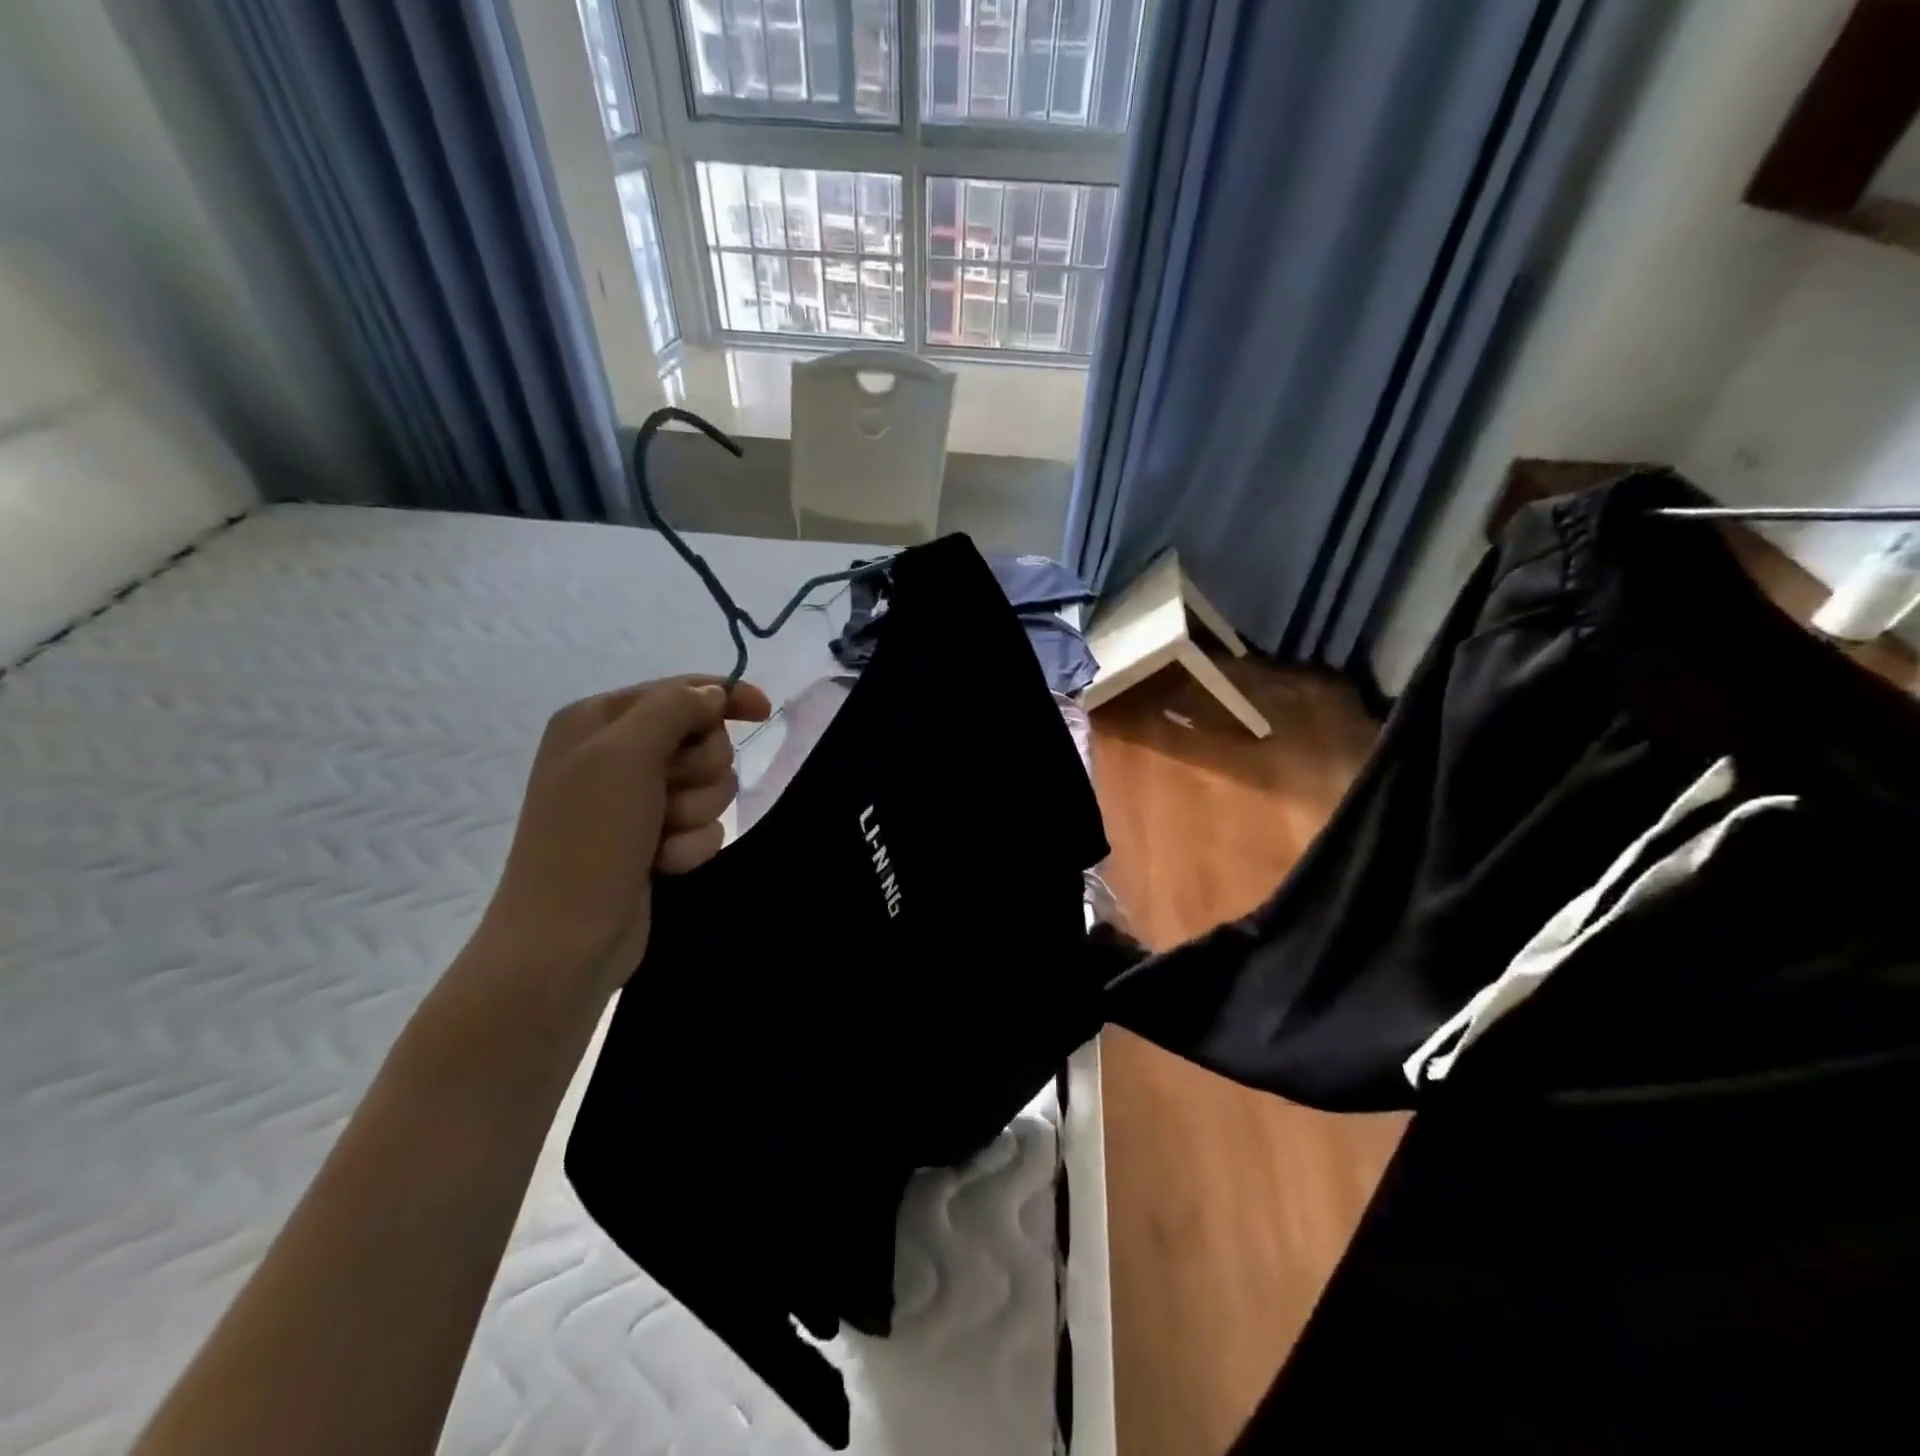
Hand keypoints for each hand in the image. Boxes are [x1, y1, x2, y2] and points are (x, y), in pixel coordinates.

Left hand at [473, 676, 771, 1002]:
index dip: (724, 696)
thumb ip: (675, 708)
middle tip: (668, 793)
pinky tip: (662, 864)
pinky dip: (690, 845)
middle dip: (699, 770)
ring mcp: (638, 800)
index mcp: (598, 721)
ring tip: (661, 837)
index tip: (764, 711)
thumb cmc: (590, 837)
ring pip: (710, 785)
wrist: (567, 938)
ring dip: (694, 812)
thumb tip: (713, 693)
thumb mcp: (625, 754)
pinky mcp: (655, 839)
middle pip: (703, 739)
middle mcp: (617, 754)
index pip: (680, 690)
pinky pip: (705, 825)